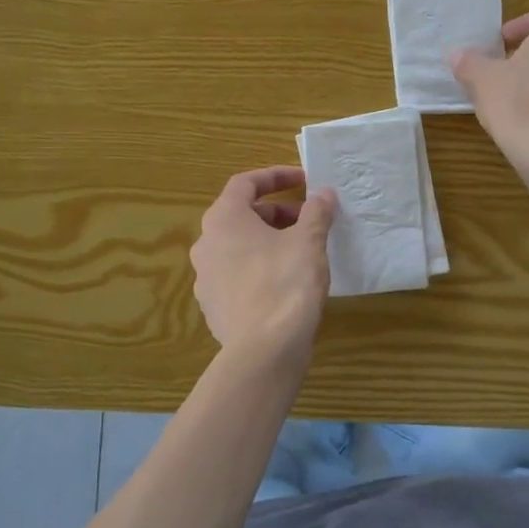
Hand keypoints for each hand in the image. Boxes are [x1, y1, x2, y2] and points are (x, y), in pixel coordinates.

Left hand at [191, 167, 336, 360]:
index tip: (304, 181)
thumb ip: (316, 212)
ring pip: (239, 247)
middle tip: (309, 220)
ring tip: (301, 251)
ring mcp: (205, 278)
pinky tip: (286, 283)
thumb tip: (323, 194)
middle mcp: (206, 244)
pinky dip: (260, 268)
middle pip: (241, 216)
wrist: (264, 351)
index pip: (245, 183)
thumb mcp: (309, 242)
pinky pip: (238, 276)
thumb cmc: (285, 284)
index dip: (276, 176)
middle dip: (277, 213)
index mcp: (223, 220)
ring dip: (269, 241)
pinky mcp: (214, 307)